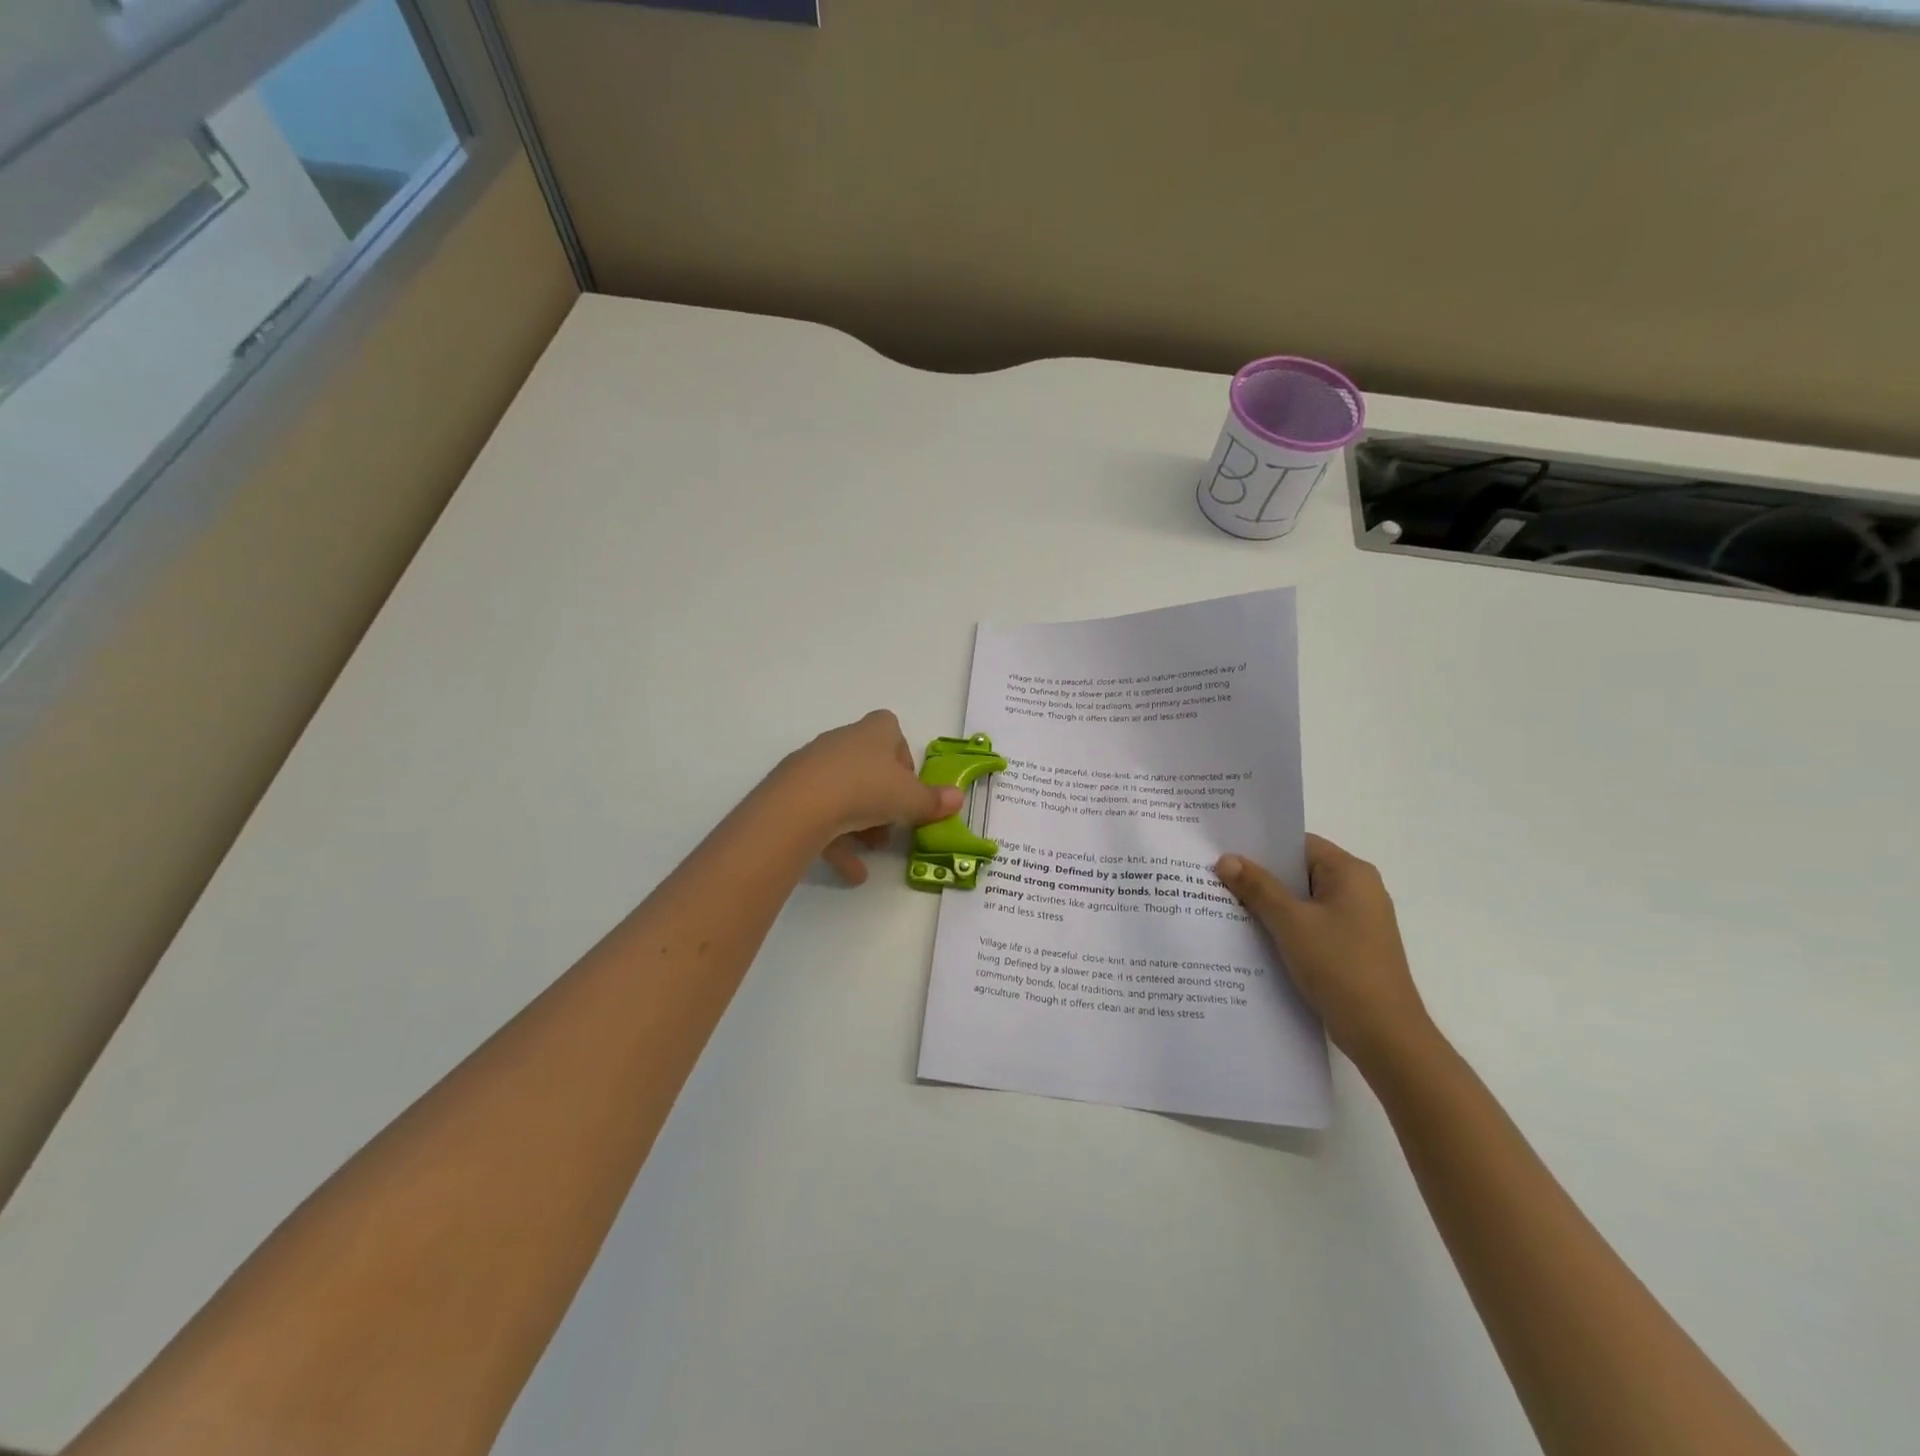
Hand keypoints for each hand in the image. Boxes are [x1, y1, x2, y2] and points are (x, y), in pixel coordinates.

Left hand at [773, 711, 962, 883]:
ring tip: (872, 849)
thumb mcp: (910, 799)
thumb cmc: (866, 789)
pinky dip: (837, 841)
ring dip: (861, 822)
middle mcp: (842, 742)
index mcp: (873, 732)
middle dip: (883, 798)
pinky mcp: (792, 792)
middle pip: (868, 766)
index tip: (909, 787)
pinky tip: (852, 871)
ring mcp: (813, 766)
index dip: (903, 758)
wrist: (802, 805)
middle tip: (893, 825)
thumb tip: (958, 798)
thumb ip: (933, 801)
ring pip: (844, 792)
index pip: (891, 730)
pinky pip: (820, 814)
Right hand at [1216, 835, 1436, 1070]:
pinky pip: (1309, 924)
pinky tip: (1251, 935)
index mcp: (1351, 873)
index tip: (1223, 849)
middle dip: (1259, 876)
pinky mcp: (1349, 947)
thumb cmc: (1340, 966)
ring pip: (1302, 901)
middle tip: (1214, 875)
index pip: (1299, 844)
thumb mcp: (1291, 922)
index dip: (1261, 846)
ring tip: (1224, 903)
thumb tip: (1226, 859)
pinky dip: (1283, 926)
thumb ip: (1257, 887)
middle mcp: (1358, 891)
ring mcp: (1355, 921)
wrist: (1384, 1035)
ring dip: (1268, 904)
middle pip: (1299, 872)